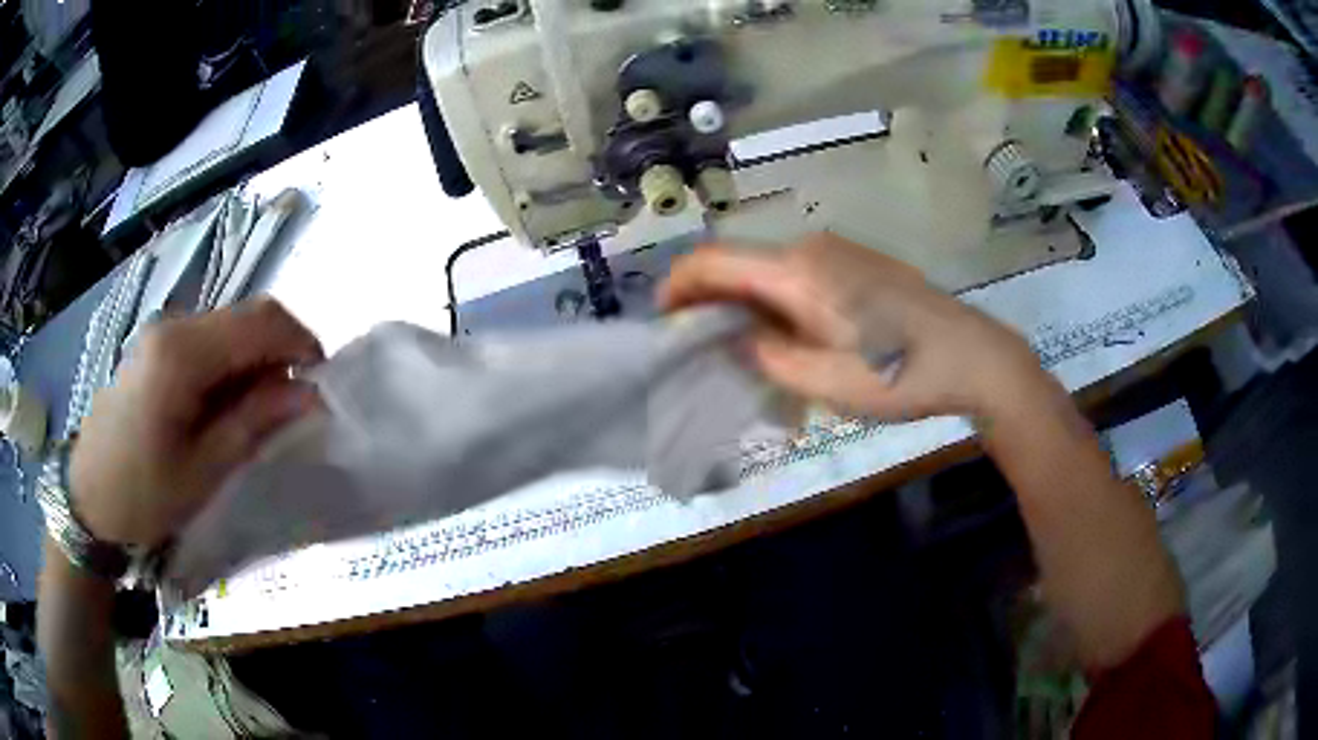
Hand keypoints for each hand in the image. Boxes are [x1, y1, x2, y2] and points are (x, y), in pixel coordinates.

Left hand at [70, 298, 323, 548]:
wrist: (88, 497)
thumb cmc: (143, 494)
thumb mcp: (204, 471)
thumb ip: (255, 423)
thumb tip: (309, 394)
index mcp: (183, 352)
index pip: (260, 320)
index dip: (302, 343)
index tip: (321, 387)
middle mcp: (174, 325)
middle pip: (246, 317)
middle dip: (281, 354)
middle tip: (292, 408)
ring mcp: (163, 332)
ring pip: (229, 328)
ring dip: (256, 363)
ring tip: (258, 416)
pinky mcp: (157, 346)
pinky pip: (209, 341)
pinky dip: (232, 367)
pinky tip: (225, 408)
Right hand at [659, 233, 1053, 422]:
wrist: (974, 356)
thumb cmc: (903, 375)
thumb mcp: (827, 383)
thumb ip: (767, 358)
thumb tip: (733, 340)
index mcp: (799, 271)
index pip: (714, 260)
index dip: (678, 286)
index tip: (663, 322)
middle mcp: (812, 248)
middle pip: (740, 264)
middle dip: (711, 303)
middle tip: (702, 351)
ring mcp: (839, 253)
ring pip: (770, 272)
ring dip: (746, 305)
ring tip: (745, 353)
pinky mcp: (858, 265)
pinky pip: (799, 277)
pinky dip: (777, 303)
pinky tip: (791, 339)